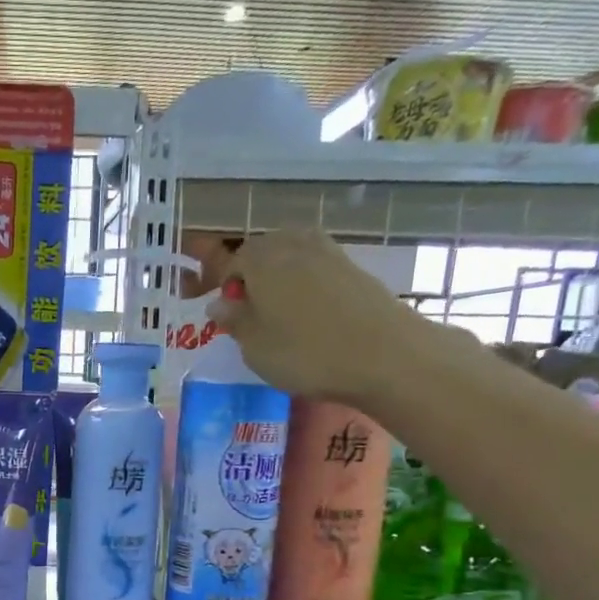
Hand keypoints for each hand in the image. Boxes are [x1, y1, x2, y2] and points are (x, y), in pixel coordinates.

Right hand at [200, 229, 430, 402]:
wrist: (382, 354)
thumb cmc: (305, 353)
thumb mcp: (254, 347)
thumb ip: (234, 321)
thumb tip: (218, 303)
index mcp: (261, 260)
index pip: (231, 261)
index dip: (219, 284)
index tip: (215, 310)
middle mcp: (293, 245)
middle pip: (263, 252)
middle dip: (249, 276)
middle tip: (247, 312)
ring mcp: (328, 252)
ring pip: (290, 257)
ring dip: (278, 278)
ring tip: (275, 312)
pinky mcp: (352, 268)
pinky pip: (315, 267)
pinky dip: (303, 284)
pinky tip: (306, 313)